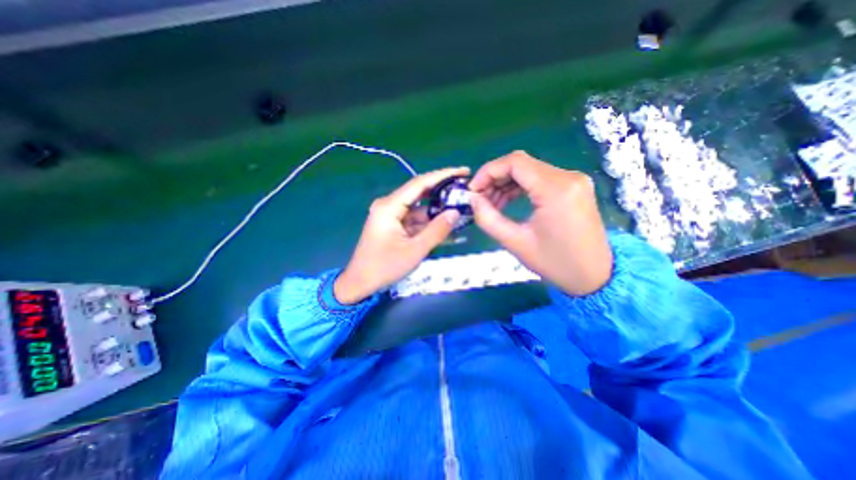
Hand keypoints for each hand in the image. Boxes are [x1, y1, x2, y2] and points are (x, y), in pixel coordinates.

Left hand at [334, 169, 466, 302]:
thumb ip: (437, 230)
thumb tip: (456, 213)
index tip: (463, 171)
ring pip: (419, 207)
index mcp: (390, 206)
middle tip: (464, 188)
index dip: (443, 175)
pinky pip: (414, 219)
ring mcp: (391, 215)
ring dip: (437, 210)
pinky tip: (446, 225)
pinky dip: (429, 222)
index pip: (420, 183)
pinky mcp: (393, 225)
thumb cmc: (384, 267)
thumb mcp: (415, 250)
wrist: (360, 283)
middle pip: (420, 192)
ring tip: (460, 208)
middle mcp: (389, 205)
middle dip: (442, 190)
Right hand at [467, 150, 614, 295]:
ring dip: (505, 183)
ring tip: (491, 204)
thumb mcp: (515, 243)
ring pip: (529, 170)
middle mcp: (568, 177)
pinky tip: (507, 202)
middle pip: (521, 164)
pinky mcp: (573, 187)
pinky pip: (539, 179)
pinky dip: (519, 187)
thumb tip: (472, 199)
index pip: (515, 162)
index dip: (488, 171)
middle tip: (479, 199)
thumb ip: (488, 218)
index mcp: (556, 189)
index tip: (473, 190)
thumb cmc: (555, 263)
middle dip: (495, 178)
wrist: (595, 275)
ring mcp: (573, 180)